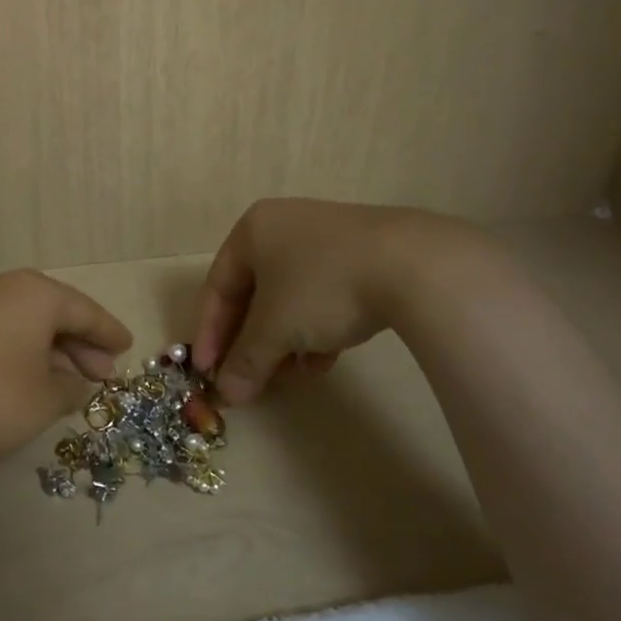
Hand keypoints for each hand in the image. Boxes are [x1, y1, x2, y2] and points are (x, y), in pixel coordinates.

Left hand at [0, 270, 132, 458]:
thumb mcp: (42, 400)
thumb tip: (76, 382)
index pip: (86, 312)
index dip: (108, 333)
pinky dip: (17, 346)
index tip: (126, 346)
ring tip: (65, 377)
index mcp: (37, 295)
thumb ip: (69, 389)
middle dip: (80, 345)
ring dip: (48, 348)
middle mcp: (6, 286)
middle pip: (54, 313)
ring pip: (24, 320)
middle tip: (101, 373)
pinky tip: (23, 371)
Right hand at [193, 198, 472, 405]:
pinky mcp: (362, 255)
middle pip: (254, 293)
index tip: (206, 372)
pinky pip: (323, 294)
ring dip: (284, 340)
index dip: (209, 332)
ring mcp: (326, 238)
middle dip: (251, 341)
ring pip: (290, 297)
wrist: (414, 265)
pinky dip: (316, 328)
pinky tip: (324, 360)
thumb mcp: (276, 328)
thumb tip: (227, 394)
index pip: (218, 286)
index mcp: (252, 230)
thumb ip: (246, 360)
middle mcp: (284, 226)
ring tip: (291, 374)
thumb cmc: (322, 287)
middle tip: (247, 378)